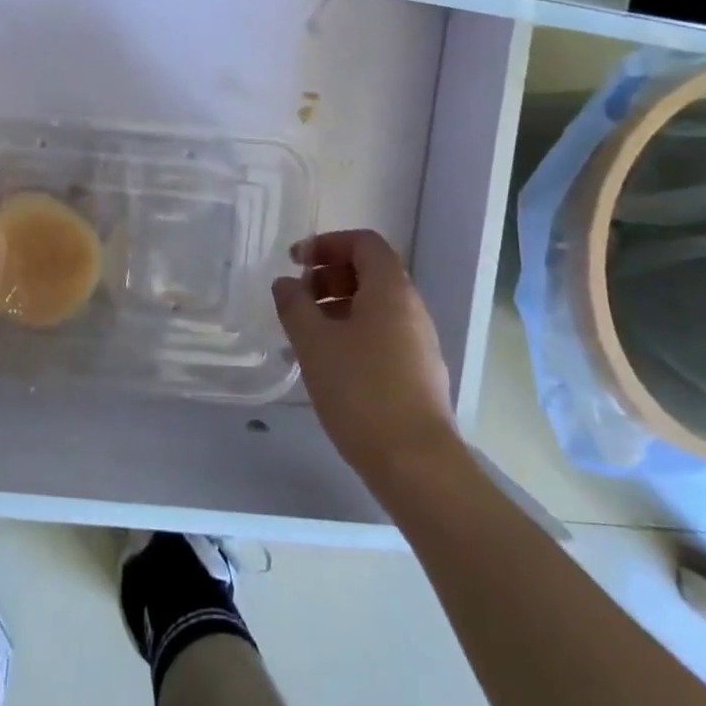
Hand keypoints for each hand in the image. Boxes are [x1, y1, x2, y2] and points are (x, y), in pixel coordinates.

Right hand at [273, 229, 462, 499]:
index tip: (296, 262)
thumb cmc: (361, 390)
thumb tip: (286, 283)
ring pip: (374, 307)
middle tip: (297, 299)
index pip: (364, 242)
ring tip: (303, 335)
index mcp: (391, 290)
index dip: (328, 244)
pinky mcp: (417, 373)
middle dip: (328, 276)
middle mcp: (411, 308)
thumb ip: (294, 305)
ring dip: (336, 308)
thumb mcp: (314, 342)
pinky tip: (326, 366)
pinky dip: (351, 335)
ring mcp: (419, 343)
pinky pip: (380, 336)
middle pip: (370, 272)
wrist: (416, 463)